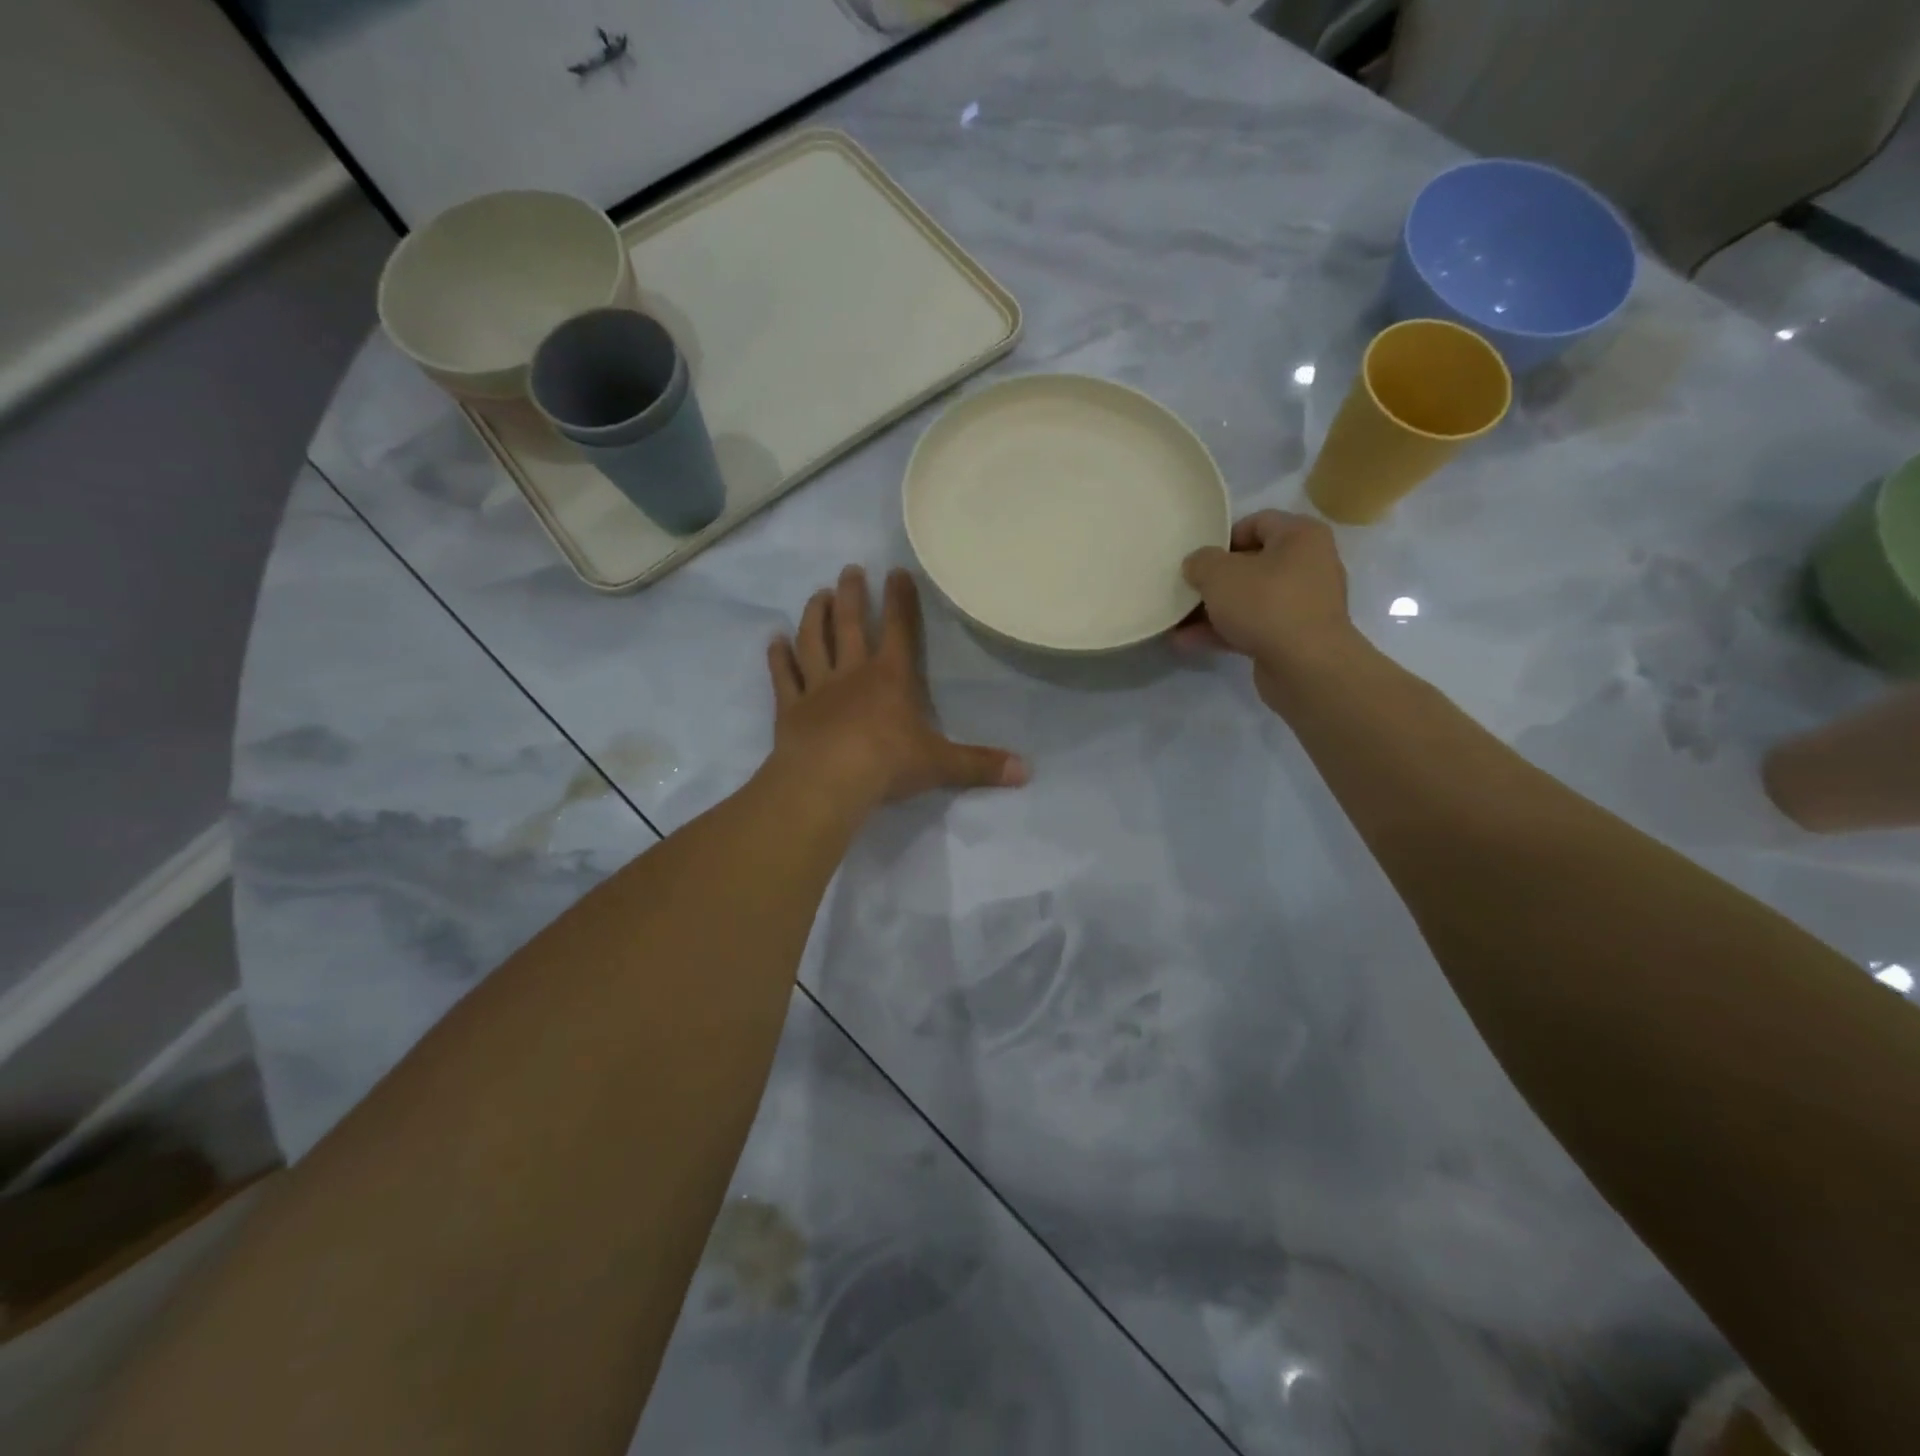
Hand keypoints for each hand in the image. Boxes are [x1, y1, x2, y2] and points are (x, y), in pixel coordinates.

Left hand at [767, 566, 1027, 810]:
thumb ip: (981, 765)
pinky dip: (778, 658)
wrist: (828, 781)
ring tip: (816, 594)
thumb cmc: (887, 765)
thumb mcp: (941, 765)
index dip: (900, 600)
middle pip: (850, 624)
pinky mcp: (790, 708)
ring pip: (813, 641)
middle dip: (851, 595)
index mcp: (891, 678)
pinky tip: (774, 641)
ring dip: (814, 616)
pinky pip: (783, 676)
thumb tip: (1027, 772)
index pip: (899, 630)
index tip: (896, 572)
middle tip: (849, 570)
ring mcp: (817, 688)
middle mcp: (852, 673)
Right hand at [1173, 510, 1359, 709]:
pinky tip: (1188, 642)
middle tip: (1185, 588)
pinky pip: (1254, 626)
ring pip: (1250, 599)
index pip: (1257, 522)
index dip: (1223, 537)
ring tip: (1177, 620)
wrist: (1306, 666)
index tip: (1197, 558)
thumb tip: (1197, 565)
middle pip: (1252, 563)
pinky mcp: (1295, 636)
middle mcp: (1309, 565)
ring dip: (1213, 610)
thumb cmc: (1265, 604)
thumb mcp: (1219, 574)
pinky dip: (1225, 631)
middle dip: (1215, 579)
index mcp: (1301, 536)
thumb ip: (1200, 562)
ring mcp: (1304, 604)